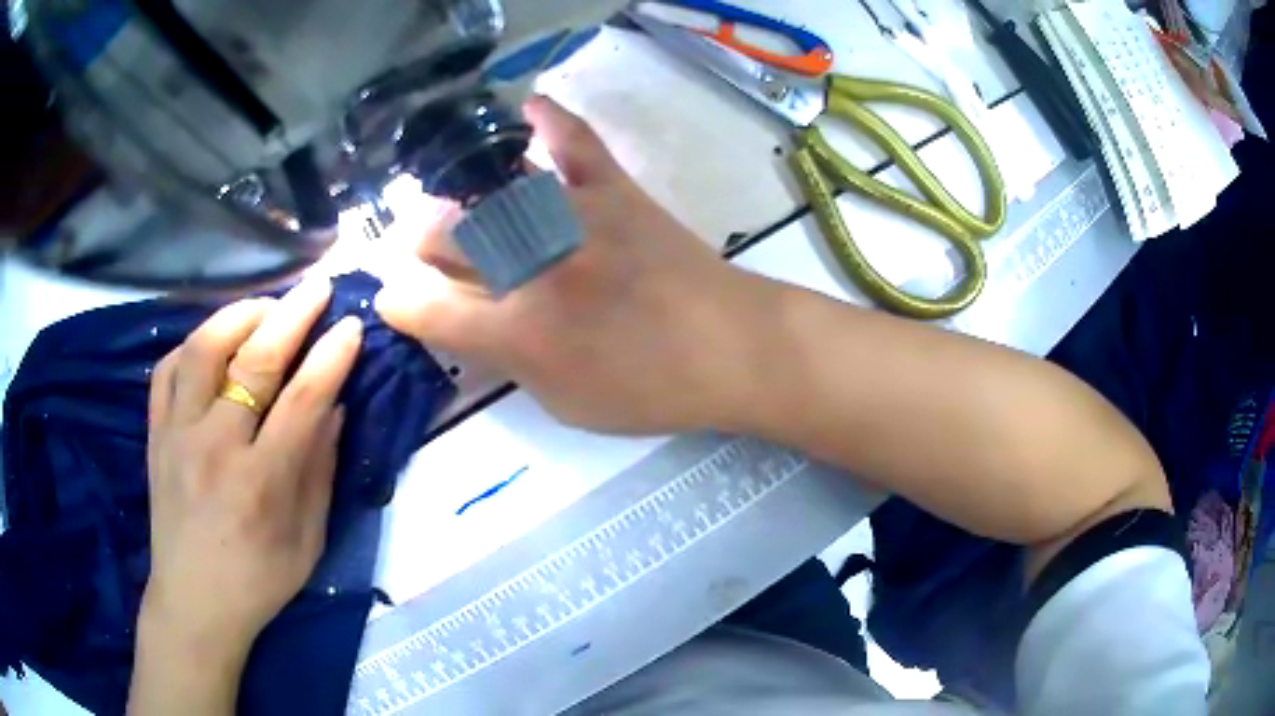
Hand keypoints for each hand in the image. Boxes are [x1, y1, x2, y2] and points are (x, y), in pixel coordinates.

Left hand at [132, 279, 361, 713]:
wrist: (193, 602)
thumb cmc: (258, 582)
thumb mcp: (307, 542)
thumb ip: (319, 471)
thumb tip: (334, 406)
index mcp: (260, 484)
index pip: (301, 402)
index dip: (331, 357)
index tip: (352, 324)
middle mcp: (214, 448)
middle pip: (253, 362)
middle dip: (292, 315)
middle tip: (318, 288)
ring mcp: (177, 435)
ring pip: (202, 349)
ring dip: (238, 315)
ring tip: (265, 307)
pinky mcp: (155, 434)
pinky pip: (167, 369)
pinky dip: (193, 343)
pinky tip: (214, 342)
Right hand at [375, 96, 761, 433]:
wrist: (732, 347)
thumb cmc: (649, 389)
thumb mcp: (563, 401)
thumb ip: (504, 360)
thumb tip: (464, 325)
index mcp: (519, 333)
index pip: (429, 310)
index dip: (399, 303)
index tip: (389, 296)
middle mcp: (533, 266)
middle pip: (447, 239)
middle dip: (421, 243)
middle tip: (423, 246)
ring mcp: (572, 217)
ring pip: (489, 192)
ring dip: (459, 196)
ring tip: (452, 199)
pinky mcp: (612, 190)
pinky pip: (574, 141)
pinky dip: (550, 120)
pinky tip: (528, 107)